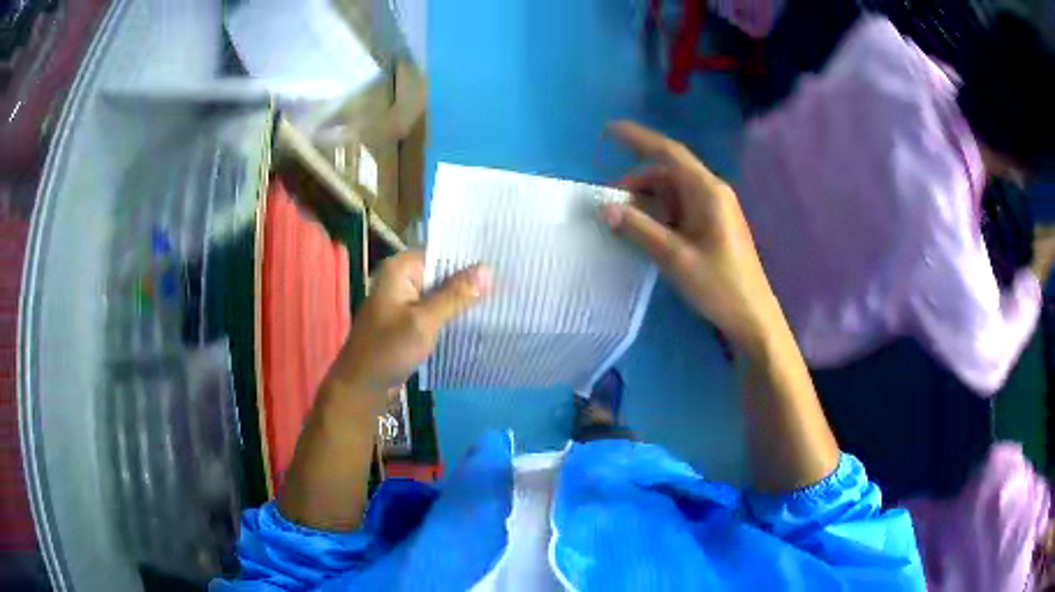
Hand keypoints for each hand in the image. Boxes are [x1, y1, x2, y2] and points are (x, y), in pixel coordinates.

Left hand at [331, 250, 492, 393]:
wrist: (361, 386)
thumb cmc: (388, 350)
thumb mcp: (424, 322)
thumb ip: (455, 295)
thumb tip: (489, 269)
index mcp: (400, 269)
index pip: (442, 253)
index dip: (470, 258)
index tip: (502, 264)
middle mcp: (401, 278)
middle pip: (442, 272)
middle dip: (469, 279)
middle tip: (506, 284)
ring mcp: (403, 299)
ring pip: (440, 292)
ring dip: (462, 298)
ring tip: (499, 299)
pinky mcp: (407, 318)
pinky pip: (434, 308)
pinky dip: (451, 313)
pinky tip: (476, 318)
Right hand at [602, 121, 778, 353]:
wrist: (752, 317)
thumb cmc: (718, 285)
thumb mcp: (675, 257)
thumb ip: (639, 229)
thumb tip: (606, 208)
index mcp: (707, 191)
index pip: (668, 153)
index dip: (638, 138)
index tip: (609, 130)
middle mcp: (711, 193)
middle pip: (668, 174)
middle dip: (636, 182)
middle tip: (608, 203)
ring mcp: (714, 210)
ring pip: (672, 193)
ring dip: (646, 201)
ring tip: (622, 222)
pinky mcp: (713, 227)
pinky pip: (680, 209)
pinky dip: (659, 215)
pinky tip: (644, 232)